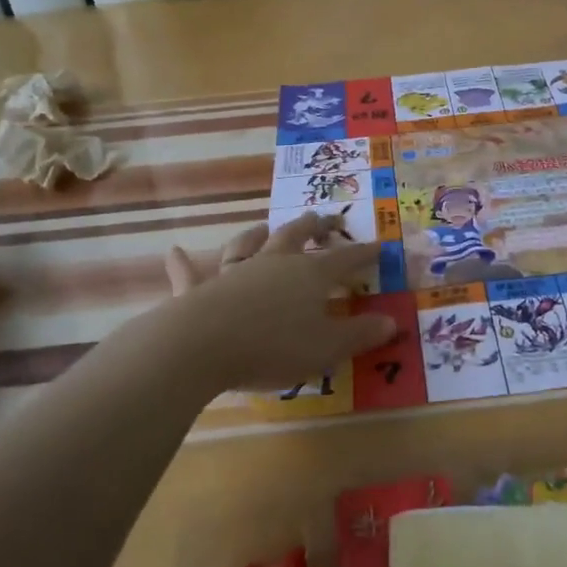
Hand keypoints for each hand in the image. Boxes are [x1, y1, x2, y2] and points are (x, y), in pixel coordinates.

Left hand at [159, 214, 397, 392]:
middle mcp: (274, 263)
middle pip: (297, 236)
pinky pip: (191, 274)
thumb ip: (360, 334)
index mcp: (310, 274)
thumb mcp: (327, 347)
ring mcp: (236, 272)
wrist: (204, 345)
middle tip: (323, 219)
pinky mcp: (201, 289)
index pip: (344, 259)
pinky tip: (174, 252)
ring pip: (247, 244)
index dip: (363, 254)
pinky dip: (183, 264)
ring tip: (262, 226)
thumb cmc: (274, 345)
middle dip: (313, 227)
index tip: (378, 247)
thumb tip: (392, 321)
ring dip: (256, 233)